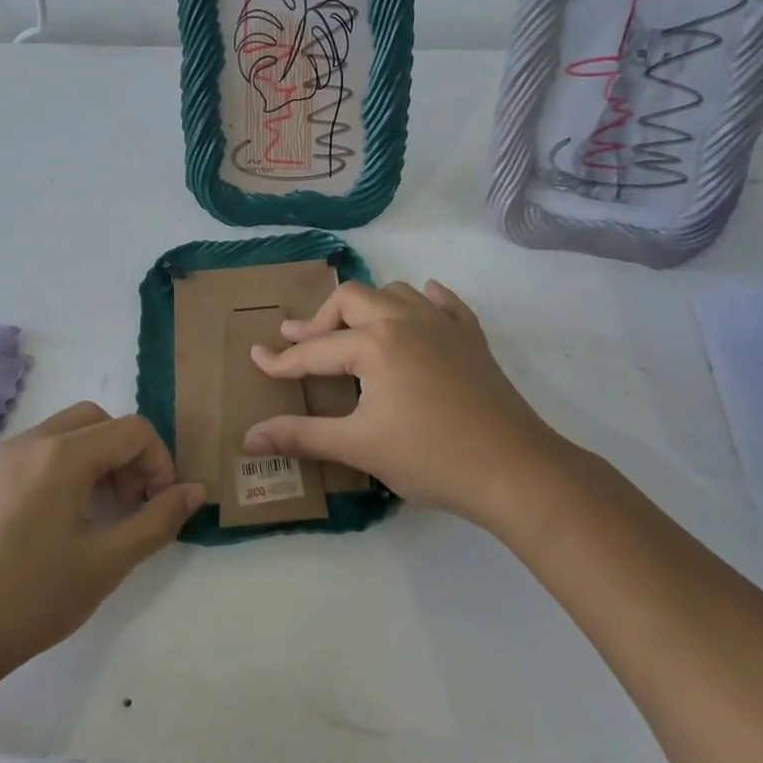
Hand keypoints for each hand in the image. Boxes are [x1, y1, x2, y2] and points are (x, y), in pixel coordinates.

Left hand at [0, 402, 203, 687]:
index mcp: (62, 455)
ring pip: (65, 432)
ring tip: (101, 512)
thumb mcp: (106, 563)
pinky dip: (65, 467)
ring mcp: (0, 459)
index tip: (160, 505)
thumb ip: (158, 521)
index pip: (132, 430)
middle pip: (98, 420)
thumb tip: (196, 491)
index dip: (160, 461)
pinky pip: (37, 452)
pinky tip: (60, 520)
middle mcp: (30, 442)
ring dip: (97, 458)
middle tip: (133, 502)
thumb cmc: (29, 600)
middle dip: (128, 453)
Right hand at [243, 280, 571, 533]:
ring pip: (396, 293)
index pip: (316, 350)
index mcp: (375, 344)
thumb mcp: (359, 446)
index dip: (282, 359)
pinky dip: (425, 301)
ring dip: (369, 305)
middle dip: (322, 318)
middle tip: (302, 341)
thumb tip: (248, 438)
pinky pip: (444, 303)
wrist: (514, 469)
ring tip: (355, 331)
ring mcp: (443, 325)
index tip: (257, 358)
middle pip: (352, 299)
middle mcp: (405, 320)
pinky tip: (422, 307)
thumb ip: (302, 436)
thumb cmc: (431, 457)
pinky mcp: (471, 338)